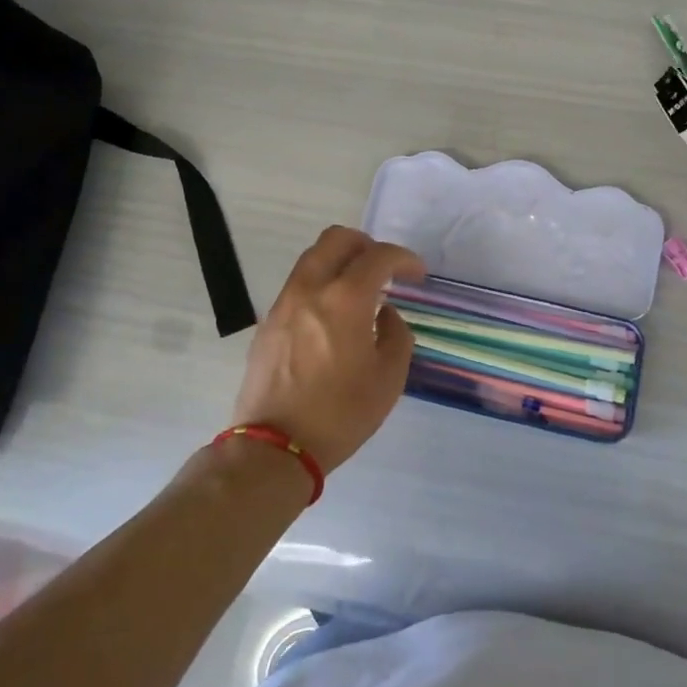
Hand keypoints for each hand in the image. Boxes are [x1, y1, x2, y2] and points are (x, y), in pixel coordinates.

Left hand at [231, 227, 425, 476]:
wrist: (275, 447)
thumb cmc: (340, 414)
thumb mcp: (389, 378)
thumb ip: (396, 334)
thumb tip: (385, 314)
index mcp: (345, 299)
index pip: (379, 256)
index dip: (404, 259)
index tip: (417, 275)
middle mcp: (311, 289)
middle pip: (337, 238)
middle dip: (367, 245)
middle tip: (385, 270)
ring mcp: (284, 303)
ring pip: (313, 258)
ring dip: (341, 262)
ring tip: (360, 292)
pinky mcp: (268, 322)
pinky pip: (299, 284)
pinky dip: (321, 284)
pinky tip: (333, 317)